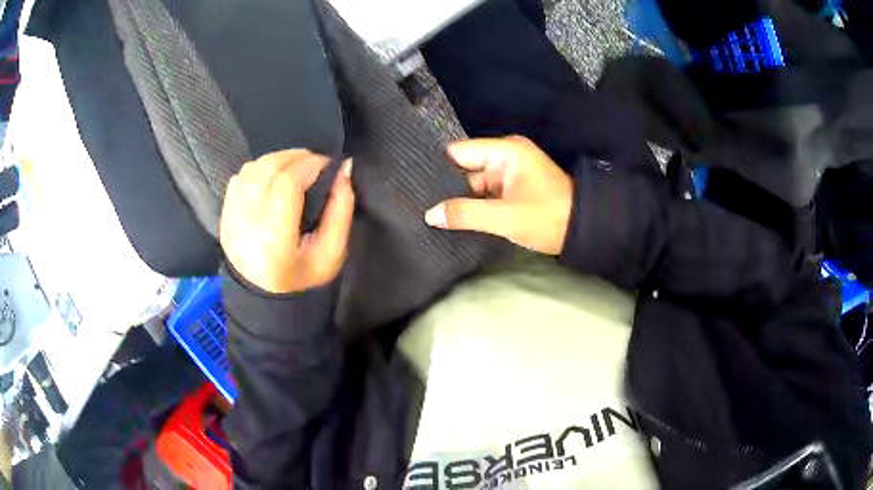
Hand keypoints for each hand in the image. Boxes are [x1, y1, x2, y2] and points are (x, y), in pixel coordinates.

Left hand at [220, 149, 354, 293]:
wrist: (263, 298)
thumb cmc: (303, 279)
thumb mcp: (333, 251)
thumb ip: (342, 208)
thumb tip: (344, 167)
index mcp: (274, 239)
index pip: (287, 183)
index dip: (310, 164)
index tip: (327, 164)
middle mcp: (246, 224)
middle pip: (267, 168)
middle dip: (294, 156)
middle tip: (313, 162)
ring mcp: (230, 218)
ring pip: (251, 168)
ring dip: (276, 160)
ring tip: (294, 169)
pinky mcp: (224, 215)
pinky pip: (239, 178)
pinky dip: (258, 170)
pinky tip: (272, 180)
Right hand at [424, 136, 572, 254]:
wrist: (583, 232)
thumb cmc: (548, 218)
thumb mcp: (505, 217)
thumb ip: (466, 214)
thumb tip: (430, 214)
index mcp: (505, 151)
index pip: (460, 152)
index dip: (438, 168)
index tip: (416, 185)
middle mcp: (504, 157)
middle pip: (464, 169)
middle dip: (447, 188)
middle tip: (420, 205)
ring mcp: (507, 175)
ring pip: (472, 185)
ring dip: (459, 200)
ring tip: (431, 214)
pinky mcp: (510, 191)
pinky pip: (483, 195)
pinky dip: (472, 206)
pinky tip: (452, 218)